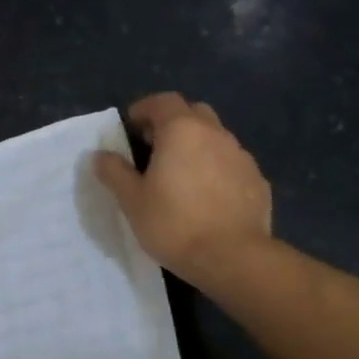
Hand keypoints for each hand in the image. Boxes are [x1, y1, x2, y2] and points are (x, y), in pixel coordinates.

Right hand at [94, 93, 272, 288]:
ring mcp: (241, 156)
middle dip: (173, 123)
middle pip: (193, 113)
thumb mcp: (132, 201)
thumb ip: (115, 173)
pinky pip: (231, 164)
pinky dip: (217, 169)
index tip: (132, 128)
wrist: (232, 257)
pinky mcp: (257, 180)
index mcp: (182, 130)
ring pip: (215, 138)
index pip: (163, 101)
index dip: (144, 109)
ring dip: (197, 146)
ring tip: (181, 175)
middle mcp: (215, 134)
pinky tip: (207, 197)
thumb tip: (101, 155)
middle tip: (155, 148)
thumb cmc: (174, 224)